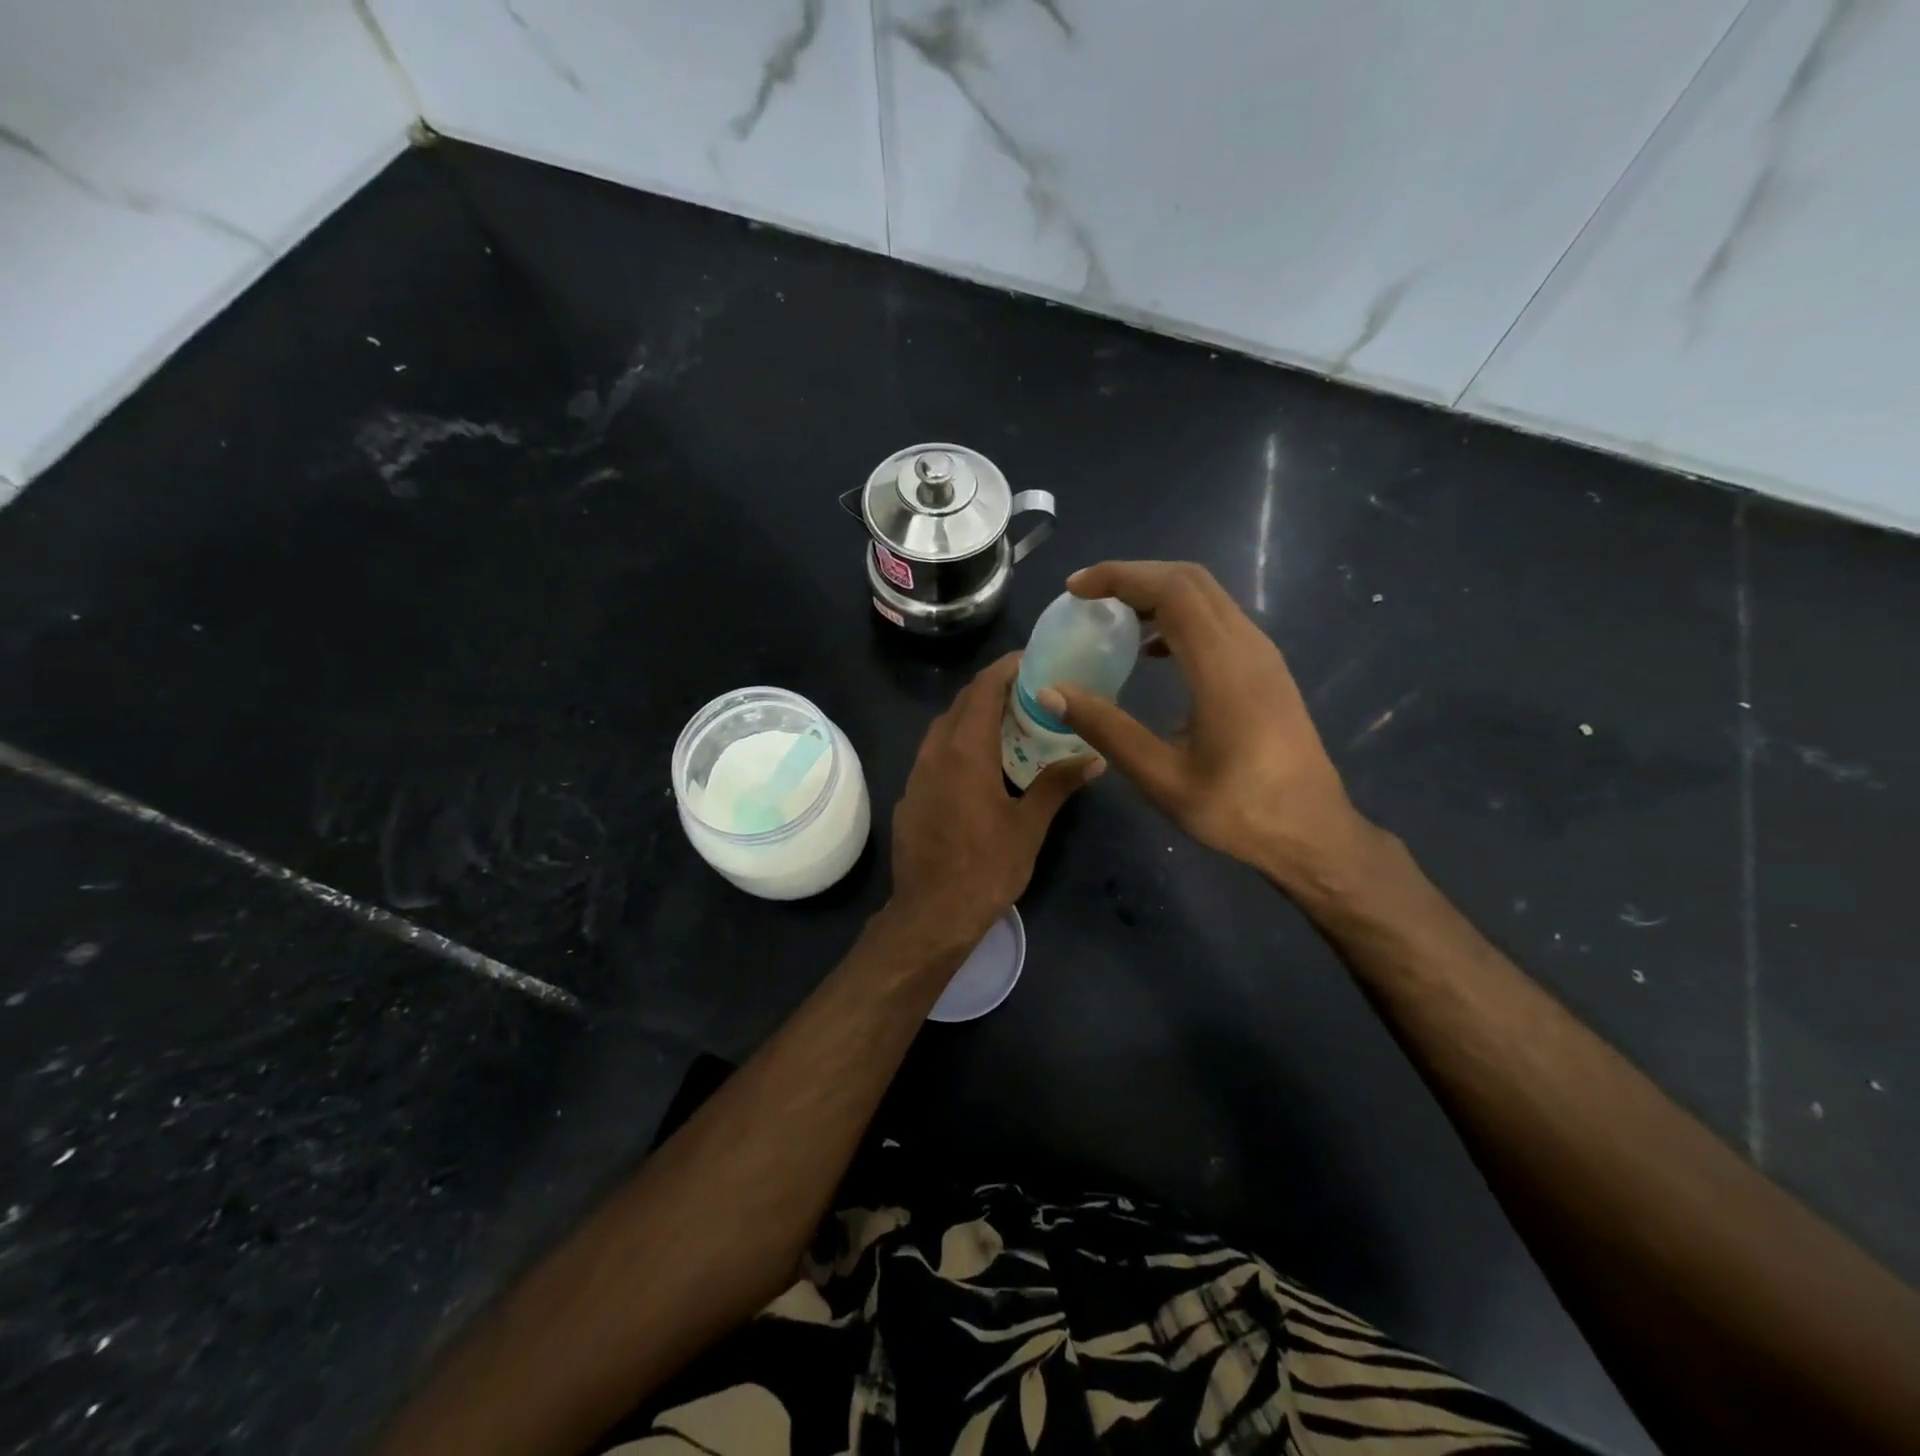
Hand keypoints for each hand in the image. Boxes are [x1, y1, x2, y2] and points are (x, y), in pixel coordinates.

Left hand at [889, 653, 1102, 946]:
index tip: (1031, 660)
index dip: (1005, 668)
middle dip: (992, 689)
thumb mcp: (1028, 827)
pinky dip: (957, 744)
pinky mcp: (909, 796)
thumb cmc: (986, 868)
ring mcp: (917, 774)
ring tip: (1007, 724)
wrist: (931, 914)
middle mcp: (935, 753)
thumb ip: (1057, 784)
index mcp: (966, 751)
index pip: (983, 690)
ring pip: (944, 728)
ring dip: (972, 716)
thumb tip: (1093, 757)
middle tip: (1028, 691)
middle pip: (961, 704)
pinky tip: (978, 765)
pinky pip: (933, 754)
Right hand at [1039, 561, 1376, 895]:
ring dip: (1156, 593)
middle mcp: (1248, 646)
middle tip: (1087, 597)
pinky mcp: (1266, 670)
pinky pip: (1218, 621)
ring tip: (1111, 617)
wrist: (1312, 833)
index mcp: (1223, 667)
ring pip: (1207, 597)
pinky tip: (1152, 652)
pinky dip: (1178, 618)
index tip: (1075, 590)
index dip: (1119, 577)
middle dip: (1133, 577)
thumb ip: (1106, 728)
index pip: (1171, 590)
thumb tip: (1051, 692)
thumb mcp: (1161, 777)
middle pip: (1190, 581)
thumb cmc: (1237, 810)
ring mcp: (1262, 655)